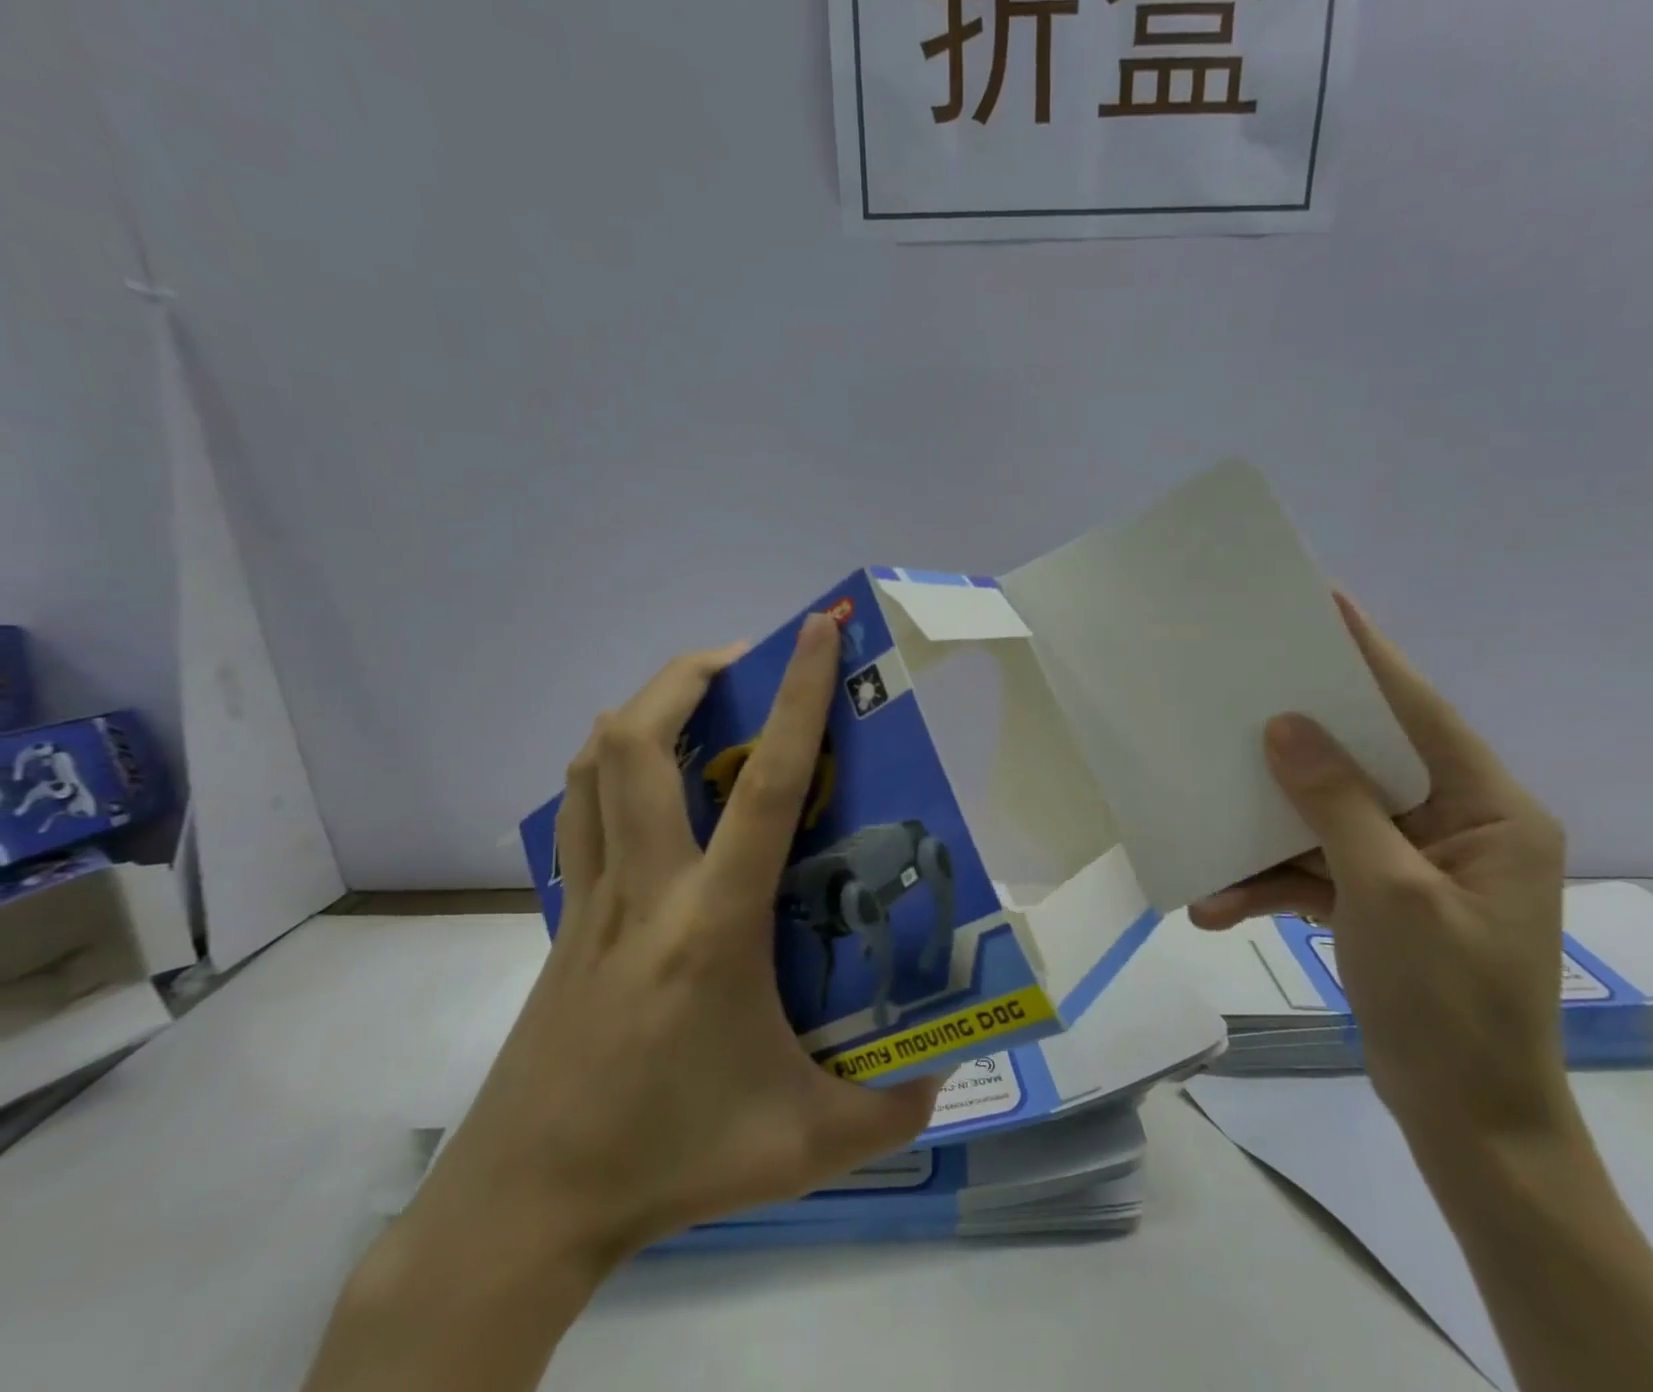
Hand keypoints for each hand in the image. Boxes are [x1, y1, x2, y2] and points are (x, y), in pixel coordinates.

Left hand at [408, 615, 941, 1273]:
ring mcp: (593, 897)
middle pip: (638, 742)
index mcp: (713, 925)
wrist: (525, 1206)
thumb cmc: (670, 1160)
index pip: (764, 785)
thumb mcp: (804, 1148)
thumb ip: (889, 1111)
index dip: (797, 696)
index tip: (817, 629)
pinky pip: (581, 808)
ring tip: (700, 700)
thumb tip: (943, 1071)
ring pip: (595, 764)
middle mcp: (646, 889)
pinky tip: (655, 784)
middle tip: (744, 660)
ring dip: (646, 708)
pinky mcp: (566, 916)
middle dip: (689, 674)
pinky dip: (613, 764)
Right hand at [1190, 595, 1570, 1142]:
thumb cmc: (1451, 1004)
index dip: (1371, 656)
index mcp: (1487, 811)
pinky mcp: (1376, 898)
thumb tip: (1286, 727)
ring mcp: (1410, 864)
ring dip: (1265, 837)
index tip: (1325, 603)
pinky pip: (1314, 869)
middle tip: (1241, 695)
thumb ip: (1338, 804)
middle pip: (1363, 758)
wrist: (1468, 1124)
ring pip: (1326, 818)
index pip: (1421, 711)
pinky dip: (1269, 885)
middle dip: (1296, 742)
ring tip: (1207, 841)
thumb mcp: (1390, 895)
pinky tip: (1218, 906)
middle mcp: (1453, 825)